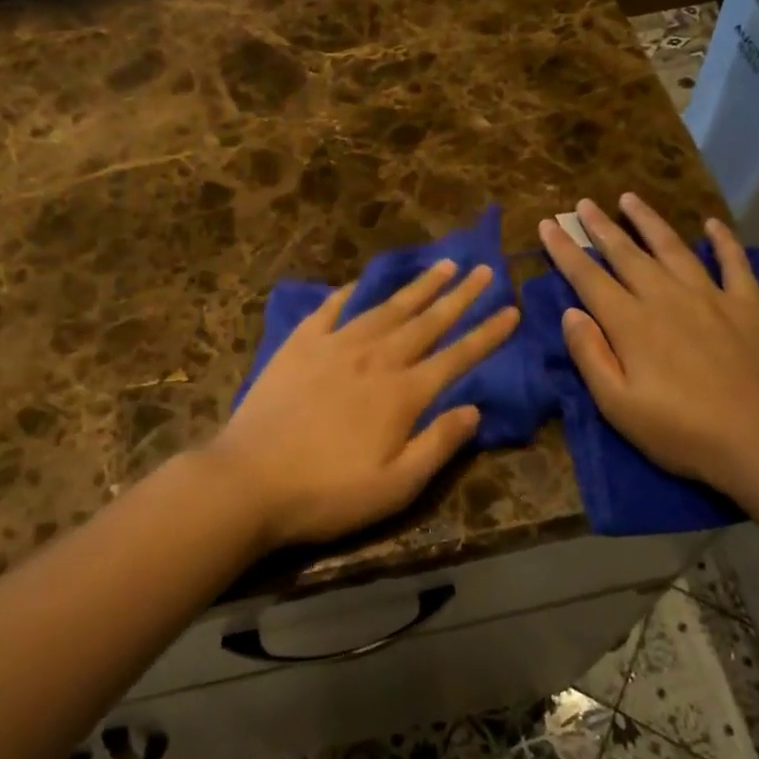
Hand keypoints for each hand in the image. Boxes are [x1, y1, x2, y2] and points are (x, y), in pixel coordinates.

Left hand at [208, 261, 519, 550]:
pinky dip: (349, 294)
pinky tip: (359, 284)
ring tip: (442, 265)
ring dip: (417, 287)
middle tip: (484, 269)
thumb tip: (474, 410)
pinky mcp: (299, 346)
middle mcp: (376, 359)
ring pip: (386, 308)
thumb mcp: (396, 486)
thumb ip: (439, 444)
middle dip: (460, 295)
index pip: (457, 355)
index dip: (487, 333)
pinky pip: (330, 310)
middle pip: (427, 321)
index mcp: (403, 393)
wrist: (248, 481)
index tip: (511, 309)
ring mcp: (335, 347)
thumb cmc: (327, 493)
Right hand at [537, 194, 758, 501]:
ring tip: (630, 198)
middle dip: (601, 227)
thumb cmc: (681, 432)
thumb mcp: (618, 406)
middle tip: (583, 204)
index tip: (548, 225)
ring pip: (672, 248)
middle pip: (626, 254)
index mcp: (631, 323)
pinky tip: (713, 224)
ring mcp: (710, 297)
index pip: (588, 277)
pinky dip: (724, 241)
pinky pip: (734, 263)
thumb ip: (591, 355)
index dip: (565, 250)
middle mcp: (666, 298)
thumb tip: (570, 313)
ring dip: (649, 221)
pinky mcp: (748, 306)